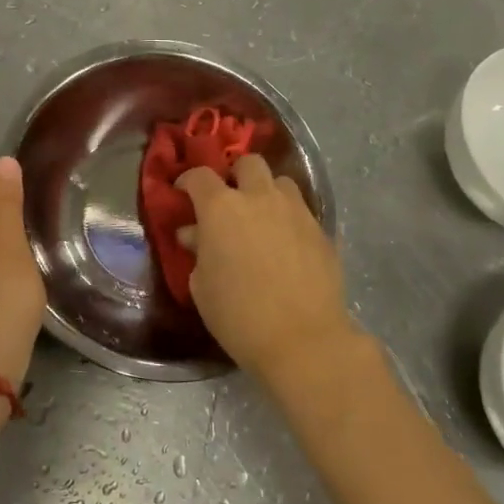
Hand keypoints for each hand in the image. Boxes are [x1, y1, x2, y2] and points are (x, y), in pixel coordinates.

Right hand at [178, 154, 363, 391]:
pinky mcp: (321, 230)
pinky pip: (301, 211)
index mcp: (221, 208)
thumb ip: (198, 251)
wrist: (303, 339)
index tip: (182, 192)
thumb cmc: (238, 315)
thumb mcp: (202, 286)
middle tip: (229, 200)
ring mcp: (295, 211)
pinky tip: (285, 244)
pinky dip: (288, 218)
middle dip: (235, 175)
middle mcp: (260, 198)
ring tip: (261, 218)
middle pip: (248, 164)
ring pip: (280, 182)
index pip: (200, 176)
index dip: (188, 181)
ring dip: (266, 192)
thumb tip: (195, 234)